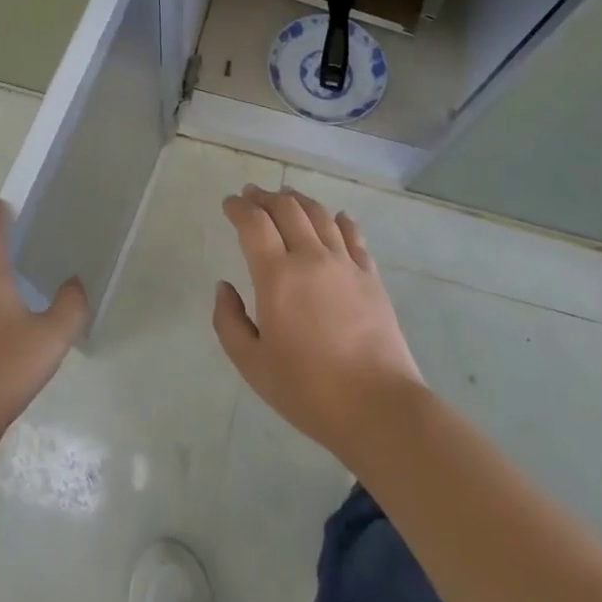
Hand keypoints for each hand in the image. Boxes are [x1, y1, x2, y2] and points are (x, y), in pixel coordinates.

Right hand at [213, 184, 425, 463]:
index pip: (254, 223)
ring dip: (299, 200)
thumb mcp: (252, 365)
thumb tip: (224, 287)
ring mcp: (345, 263)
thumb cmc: (308, 390)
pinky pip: (353, 235)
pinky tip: (336, 217)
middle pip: (287, 208)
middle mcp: (311, 257)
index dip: (238, 207)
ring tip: (287, 197)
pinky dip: (340, 220)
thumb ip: (229, 322)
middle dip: (265, 197)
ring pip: (320, 215)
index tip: (228, 204)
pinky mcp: (371, 276)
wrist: (378, 406)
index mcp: (277, 276)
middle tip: (252, 195)